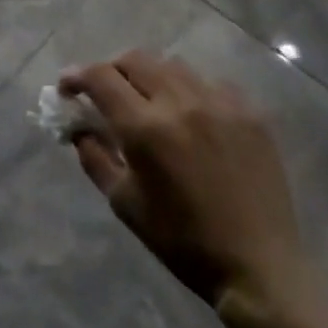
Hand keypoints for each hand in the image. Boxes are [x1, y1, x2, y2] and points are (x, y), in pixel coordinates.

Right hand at [61, 51, 307, 327]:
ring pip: (172, 65)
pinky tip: (189, 114)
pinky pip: (209, 82)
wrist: (259, 268)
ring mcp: (220, 103)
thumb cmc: (182, 241)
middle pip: (134, 59)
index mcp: (145, 128)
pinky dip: (188, 89)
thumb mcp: (124, 202)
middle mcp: (181, 103)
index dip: (77, 76)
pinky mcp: (250, 112)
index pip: (101, 77)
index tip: (67, 89)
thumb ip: (94, 156)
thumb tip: (78, 127)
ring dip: (148, 75)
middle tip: (103, 92)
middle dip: (110, 70)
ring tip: (146, 99)